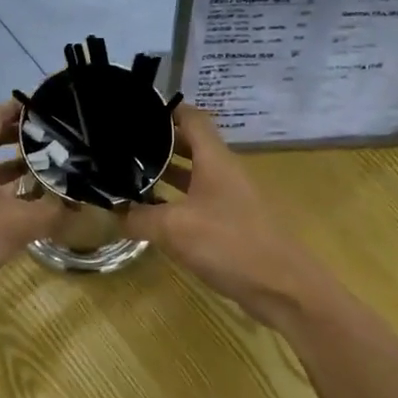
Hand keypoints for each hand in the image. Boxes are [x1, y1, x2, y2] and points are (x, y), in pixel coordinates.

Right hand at [126, 104, 335, 327]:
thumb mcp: (175, 229)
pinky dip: (176, 202)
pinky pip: (199, 202)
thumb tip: (114, 214)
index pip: (192, 118)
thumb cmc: (230, 244)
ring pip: (194, 175)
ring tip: (131, 177)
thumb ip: (140, 218)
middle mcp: (224, 172)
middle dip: (159, 143)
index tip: (135, 112)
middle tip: (123, 147)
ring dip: (166, 174)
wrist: (283, 287)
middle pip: (191, 145)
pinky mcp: (232, 225)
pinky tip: (154, 216)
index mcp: (215, 160)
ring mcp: (231, 199)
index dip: (167, 110)